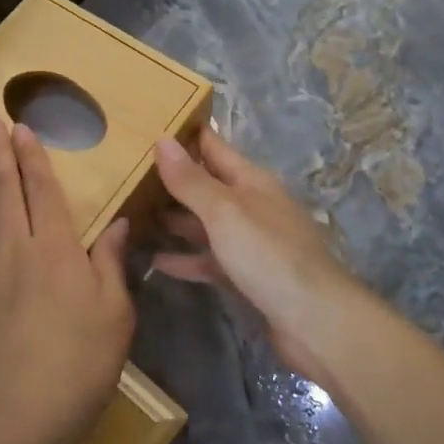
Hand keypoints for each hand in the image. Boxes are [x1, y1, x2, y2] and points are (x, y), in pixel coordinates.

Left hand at [0, 117, 134, 443]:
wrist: (17, 417)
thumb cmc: (79, 366)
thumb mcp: (115, 315)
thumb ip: (112, 263)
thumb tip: (120, 222)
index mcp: (57, 249)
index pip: (42, 190)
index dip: (32, 156)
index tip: (21, 128)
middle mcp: (13, 247)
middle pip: (2, 188)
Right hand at [152, 130, 382, 386]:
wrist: (315, 320)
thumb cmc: (269, 254)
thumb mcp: (225, 211)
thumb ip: (192, 180)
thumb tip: (162, 141)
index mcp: (251, 181)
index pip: (213, 147)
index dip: (185, 134)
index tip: (149, 124)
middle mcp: (251, 206)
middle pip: (206, 185)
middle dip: (172, 179)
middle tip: (127, 172)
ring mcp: (250, 242)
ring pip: (205, 223)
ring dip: (175, 219)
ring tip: (133, 213)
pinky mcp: (246, 276)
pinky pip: (208, 260)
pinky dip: (185, 259)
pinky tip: (155, 261)